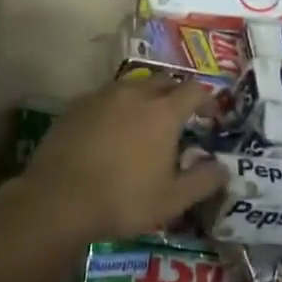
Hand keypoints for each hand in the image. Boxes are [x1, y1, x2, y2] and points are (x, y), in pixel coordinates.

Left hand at [16, 77, 228, 246]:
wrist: (58, 200)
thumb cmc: (123, 200)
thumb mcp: (172, 200)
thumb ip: (203, 181)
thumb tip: (224, 169)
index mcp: (163, 112)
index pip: (194, 90)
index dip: (206, 100)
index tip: (210, 115)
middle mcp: (134, 94)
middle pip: (163, 81)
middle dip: (175, 94)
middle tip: (179, 116)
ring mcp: (102, 96)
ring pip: (132, 86)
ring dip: (145, 97)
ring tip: (144, 121)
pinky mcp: (76, 106)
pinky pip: (105, 97)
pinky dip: (116, 107)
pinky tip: (110, 129)